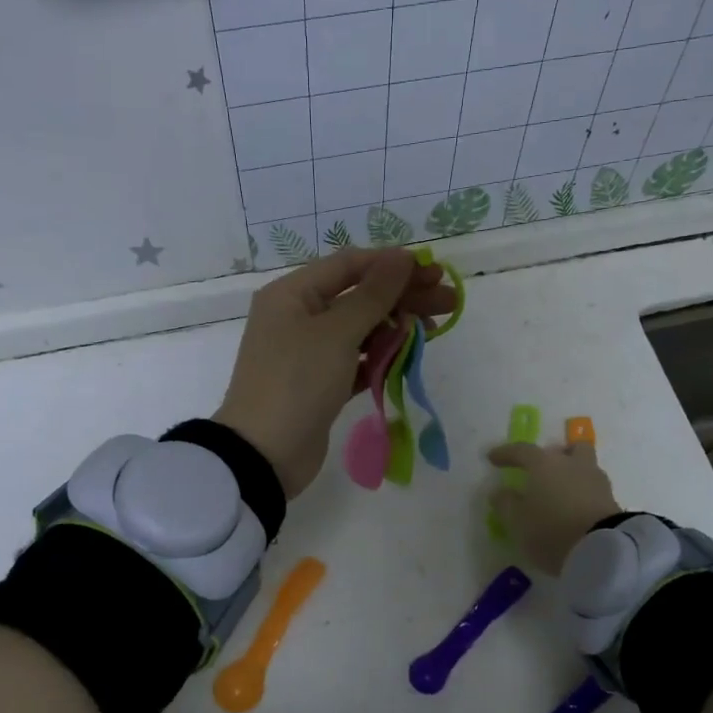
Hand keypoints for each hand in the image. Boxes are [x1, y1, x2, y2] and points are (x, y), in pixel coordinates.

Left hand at [215, 249, 455, 498]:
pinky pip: (355, 361)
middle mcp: (297, 317)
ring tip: (432, 330)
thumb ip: (373, 295)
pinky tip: (408, 356)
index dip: (392, 265)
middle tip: (448, 301)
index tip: (434, 272)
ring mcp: (307, 353)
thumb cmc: (297, 382)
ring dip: (395, 327)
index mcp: (291, 294)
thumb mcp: (337, 333)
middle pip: (358, 296)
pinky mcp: (319, 385)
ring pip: (359, 330)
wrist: (264, 455)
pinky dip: (379, 357)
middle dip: (403, 296)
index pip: (349, 265)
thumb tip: (402, 256)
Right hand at [486, 441, 621, 573]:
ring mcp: (596, 481)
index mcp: (545, 463)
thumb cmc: (550, 529)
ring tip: (559, 493)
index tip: (493, 458)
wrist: (601, 550)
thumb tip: (500, 492)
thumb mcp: (517, 521)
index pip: (522, 450)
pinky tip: (574, 508)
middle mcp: (572, 464)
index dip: (506, 454)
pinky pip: (592, 488)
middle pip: (567, 449)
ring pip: (584, 466)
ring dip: (572, 474)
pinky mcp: (612, 501)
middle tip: (542, 470)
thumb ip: (506, 504)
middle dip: (555, 455)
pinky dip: (582, 493)